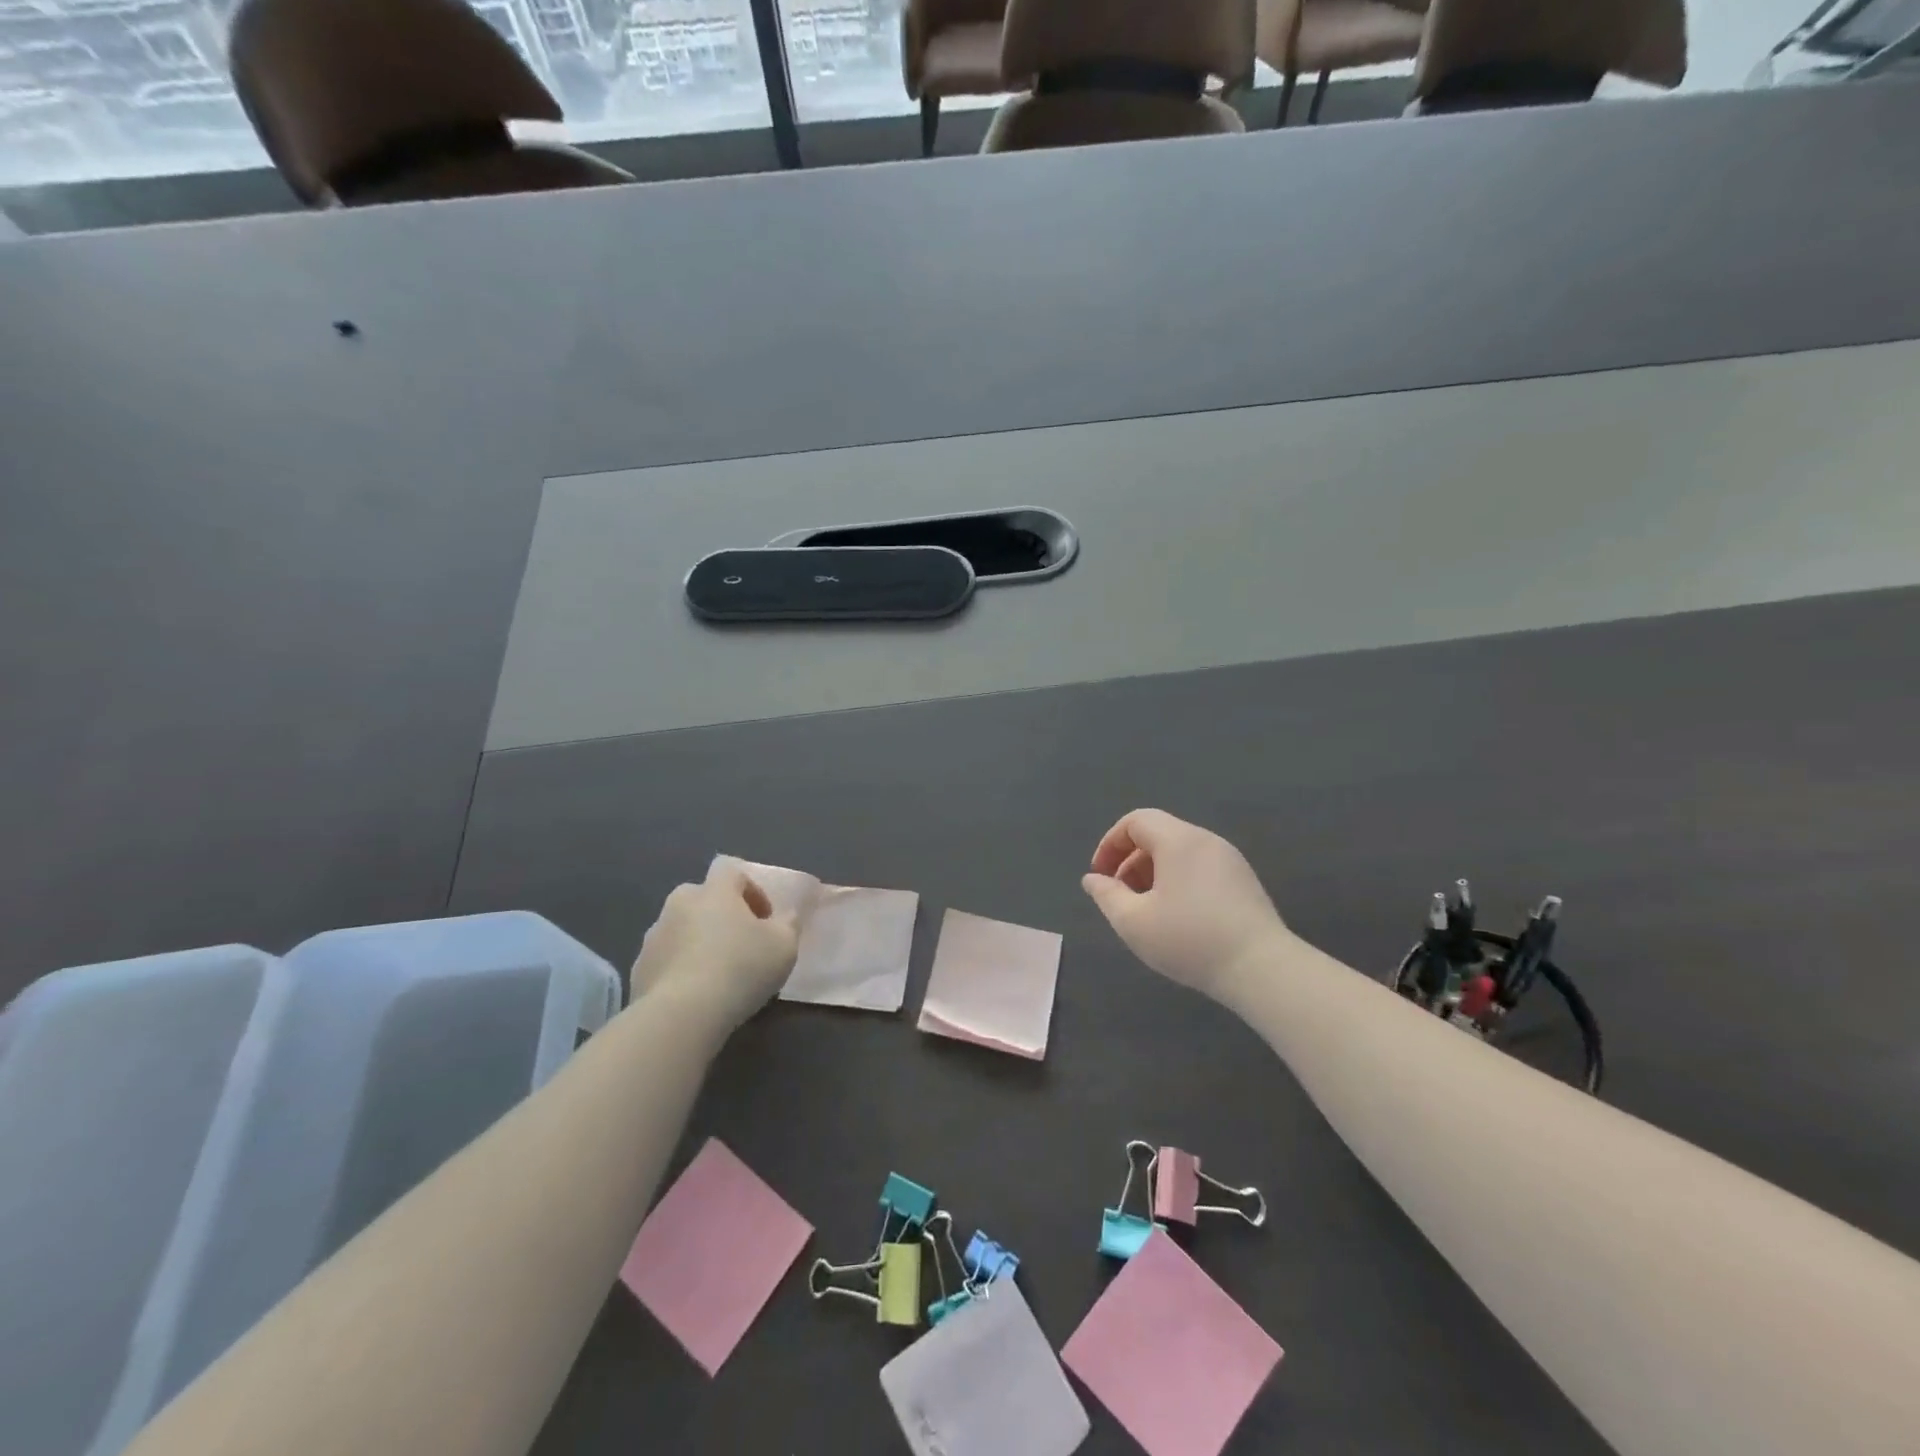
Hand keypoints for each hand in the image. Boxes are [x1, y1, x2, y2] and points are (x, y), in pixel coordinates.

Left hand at [630, 863, 798, 1030]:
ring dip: (698, 941)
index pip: (731, 871)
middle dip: (720, 914)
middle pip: (702, 898)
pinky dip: (679, 969)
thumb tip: (786, 915)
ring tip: (716, 974)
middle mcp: (680, 904)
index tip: (764, 919)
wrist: (681, 1015)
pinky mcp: (638, 969)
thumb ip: (789, 924)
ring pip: (681, 929)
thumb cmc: (741, 968)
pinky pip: (665, 960)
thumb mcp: (784, 945)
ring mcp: (654, 936)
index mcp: (715, 891)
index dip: (751, 890)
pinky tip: (694, 994)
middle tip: (740, 943)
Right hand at [1082, 808, 1291, 1001]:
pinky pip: (1200, 868)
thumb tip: (1093, 880)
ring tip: (1146, 910)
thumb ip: (1107, 895)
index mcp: (1178, 840)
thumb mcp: (1133, 922)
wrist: (1262, 969)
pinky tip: (1178, 918)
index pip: (1136, 821)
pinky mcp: (1244, 881)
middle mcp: (1206, 840)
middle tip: (1120, 896)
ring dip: (1154, 873)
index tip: (1101, 876)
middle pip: (1158, 835)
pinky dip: (1178, 881)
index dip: (1110, 844)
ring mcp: (1230, 860)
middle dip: (1130, 861)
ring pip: (1180, 853)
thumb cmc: (1189, 940)